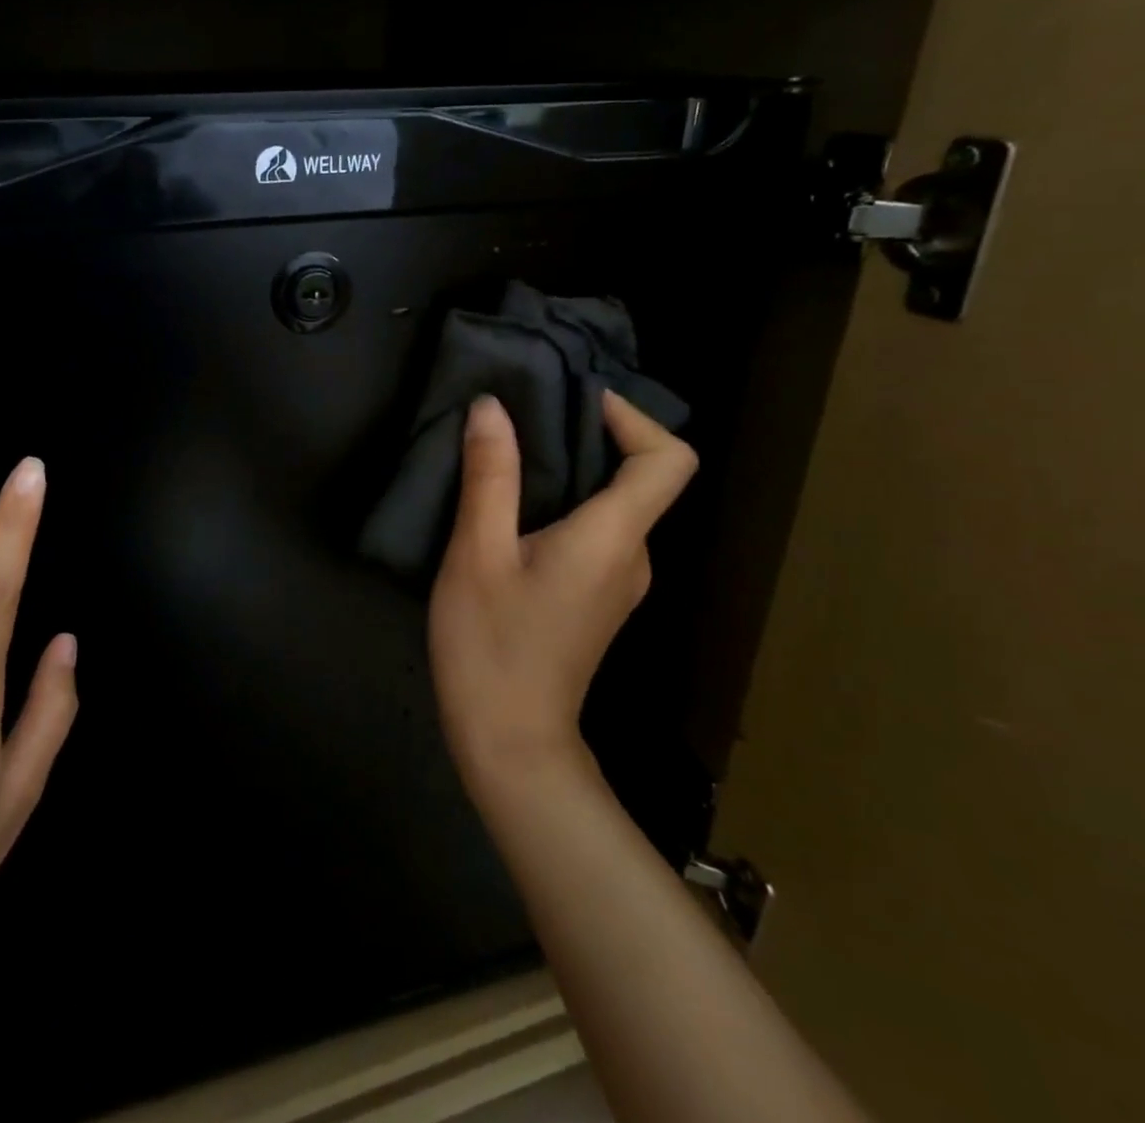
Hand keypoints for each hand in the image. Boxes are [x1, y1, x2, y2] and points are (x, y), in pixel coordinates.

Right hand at [429, 391, 696, 793]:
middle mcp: (633, 556)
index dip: (633, 418)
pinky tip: (512, 512)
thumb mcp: (477, 554)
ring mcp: (619, 583)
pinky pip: (597, 533)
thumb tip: (492, 407)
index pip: (667, 461)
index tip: (576, 401)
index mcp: (614, 538)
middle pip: (640, 477)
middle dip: (590, 435)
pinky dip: (567, 505)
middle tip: (525, 417)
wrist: (510, 742)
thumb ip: (490, 477)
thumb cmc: (491, 645)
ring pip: (614, 506)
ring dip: (574, 472)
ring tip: (510, 456)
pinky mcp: (597, 599)